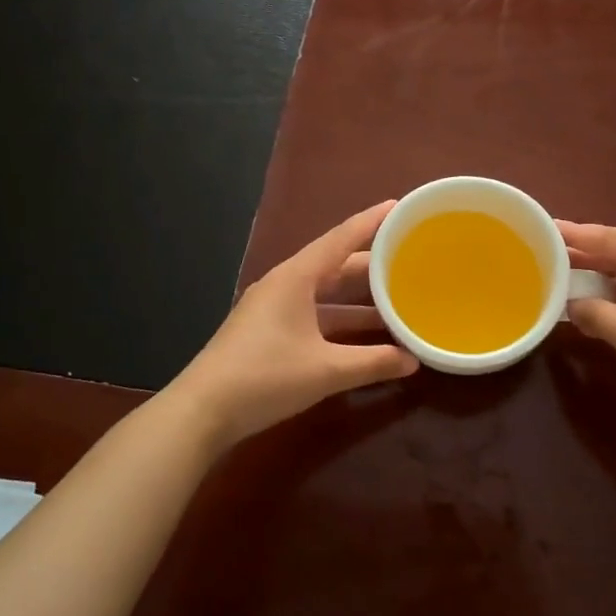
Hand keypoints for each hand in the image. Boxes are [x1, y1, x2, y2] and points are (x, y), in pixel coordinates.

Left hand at [172, 202, 417, 448]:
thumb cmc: (266, 377)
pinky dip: (338, 320)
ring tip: (394, 301)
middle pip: (334, 265)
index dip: (371, 222)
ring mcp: (271, 308)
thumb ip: (373, 363)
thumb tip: (413, 360)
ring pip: (323, 294)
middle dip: (370, 264)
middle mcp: (283, 285)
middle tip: (407, 259)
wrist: (202, 410)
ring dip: (356, 299)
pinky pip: (312, 313)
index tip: (399, 205)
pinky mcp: (266, 332)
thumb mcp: (326, 370)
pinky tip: (360, 337)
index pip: (341, 238)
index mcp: (295, 278)